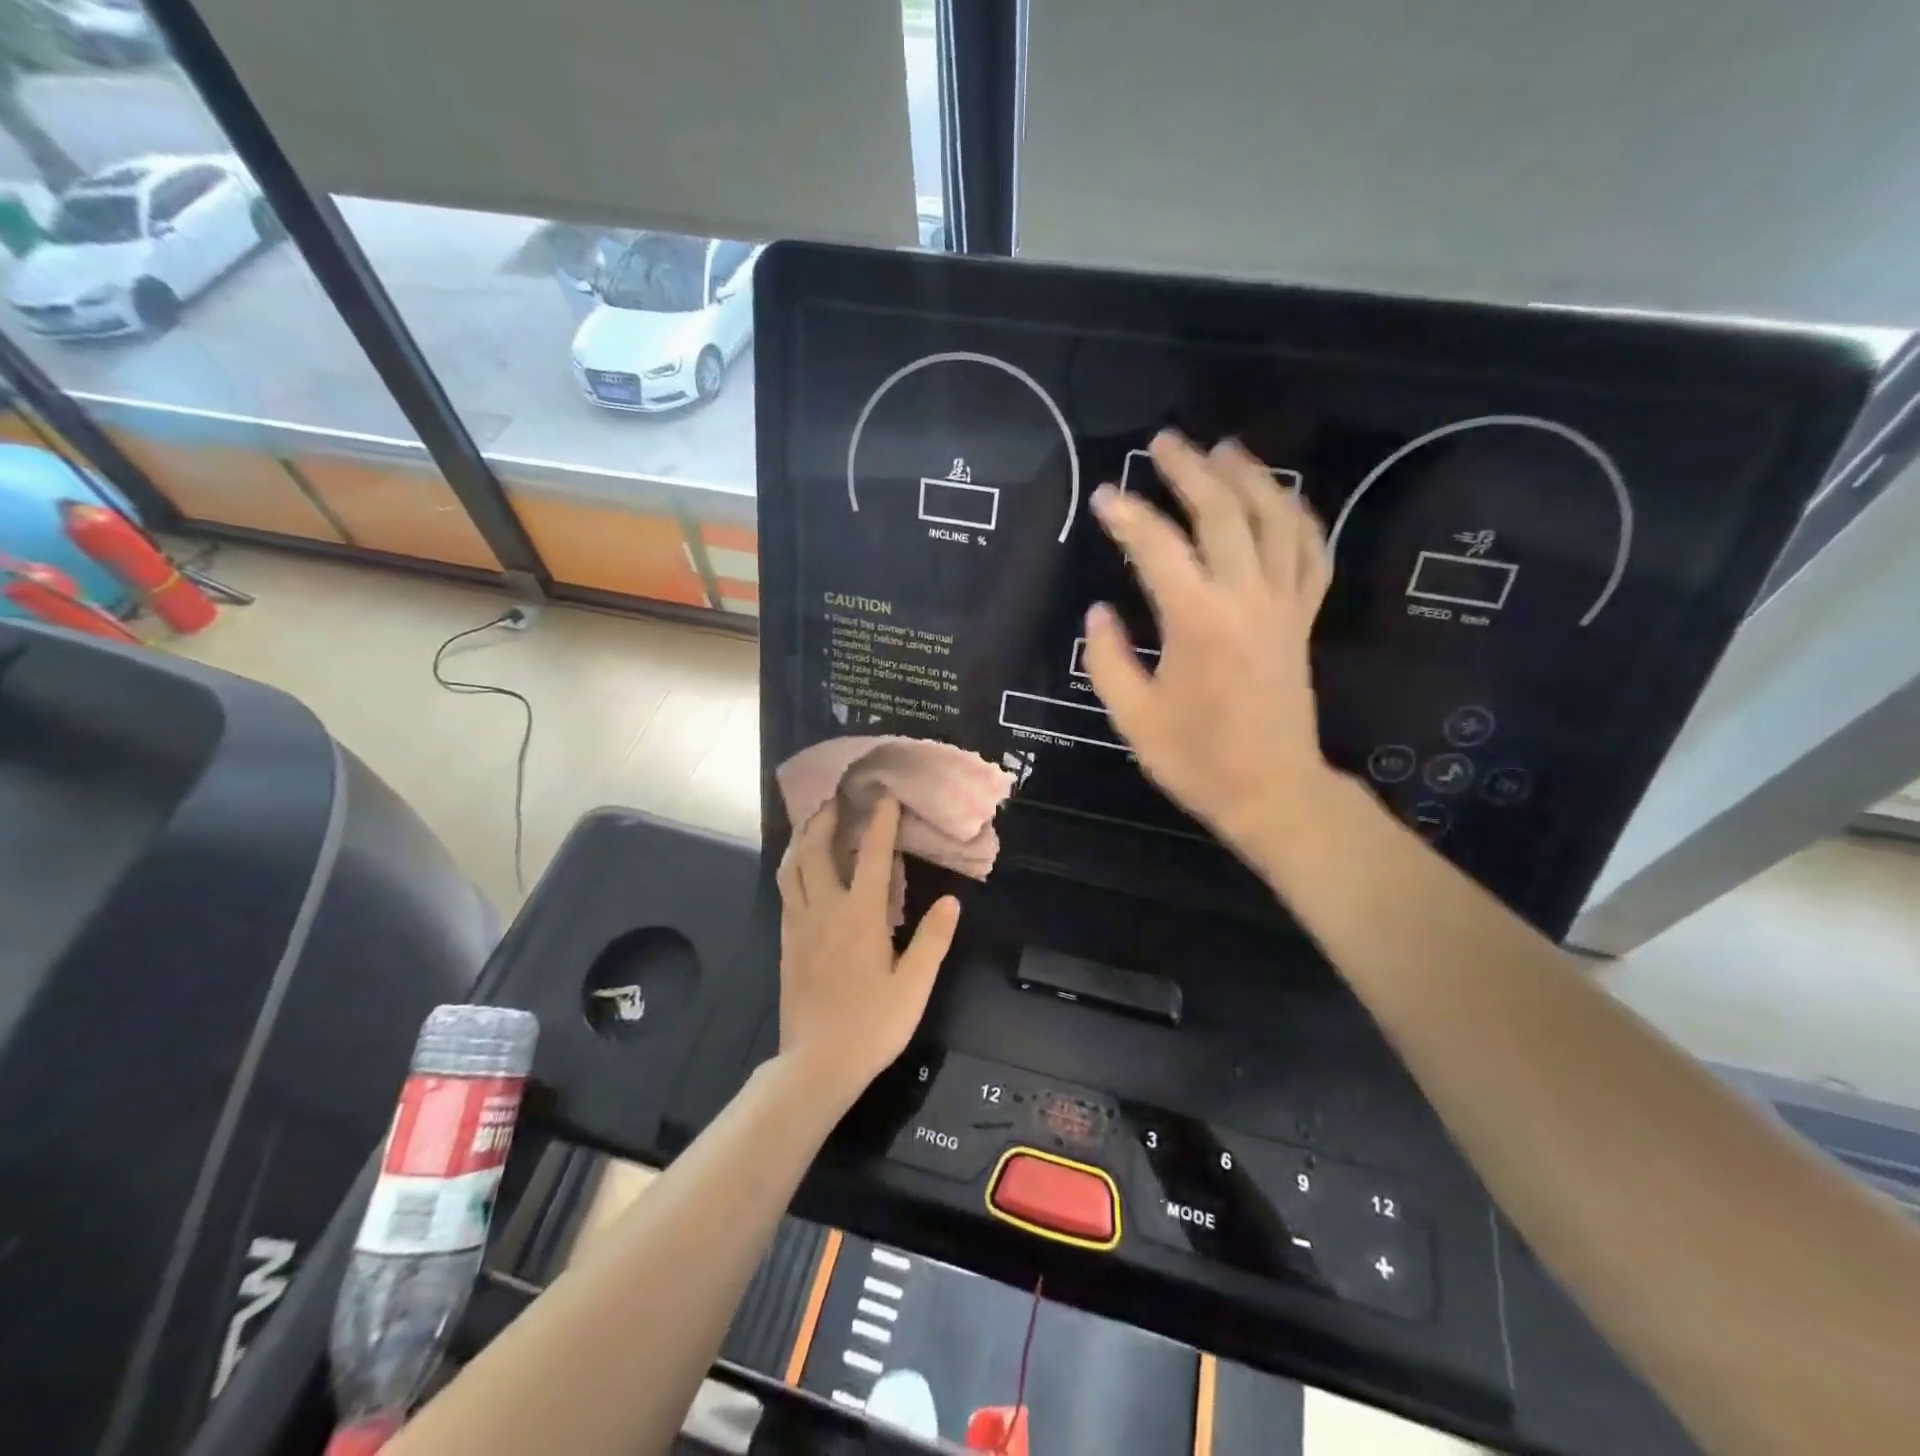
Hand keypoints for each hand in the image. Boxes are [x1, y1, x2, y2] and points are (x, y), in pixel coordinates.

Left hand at [775, 796, 960, 1109]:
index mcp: (859, 916)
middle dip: (826, 817)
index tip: (886, 796)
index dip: (881, 823)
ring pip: (792, 867)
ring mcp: (799, 924)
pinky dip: (792, 866)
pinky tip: (800, 869)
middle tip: (836, 796)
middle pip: (816, 850)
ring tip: (813, 822)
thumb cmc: (872, 1025)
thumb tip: (952, 901)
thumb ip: (932, 940)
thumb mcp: (914, 986)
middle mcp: (824, 910)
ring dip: (802, 838)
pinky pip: (785, 890)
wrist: (816, 1065)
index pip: (872, 857)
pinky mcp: (786, 941)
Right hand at [1083, 431, 1334, 859]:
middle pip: (1223, 514)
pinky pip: (1311, 553)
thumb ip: (1108, 660)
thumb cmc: (1196, 760)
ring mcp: (1283, 605)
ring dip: (1251, 478)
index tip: (1104, 496)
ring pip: (1277, 521)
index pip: (1158, 548)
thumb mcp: (1133, 717)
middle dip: (1191, 472)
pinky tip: (1281, 499)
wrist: (1272, 791)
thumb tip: (1099, 611)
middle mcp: (1246, 599)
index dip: (1128, 516)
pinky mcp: (1303, 619)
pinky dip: (1299, 518)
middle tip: (1164, 442)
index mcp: (1198, 622)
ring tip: (1225, 448)